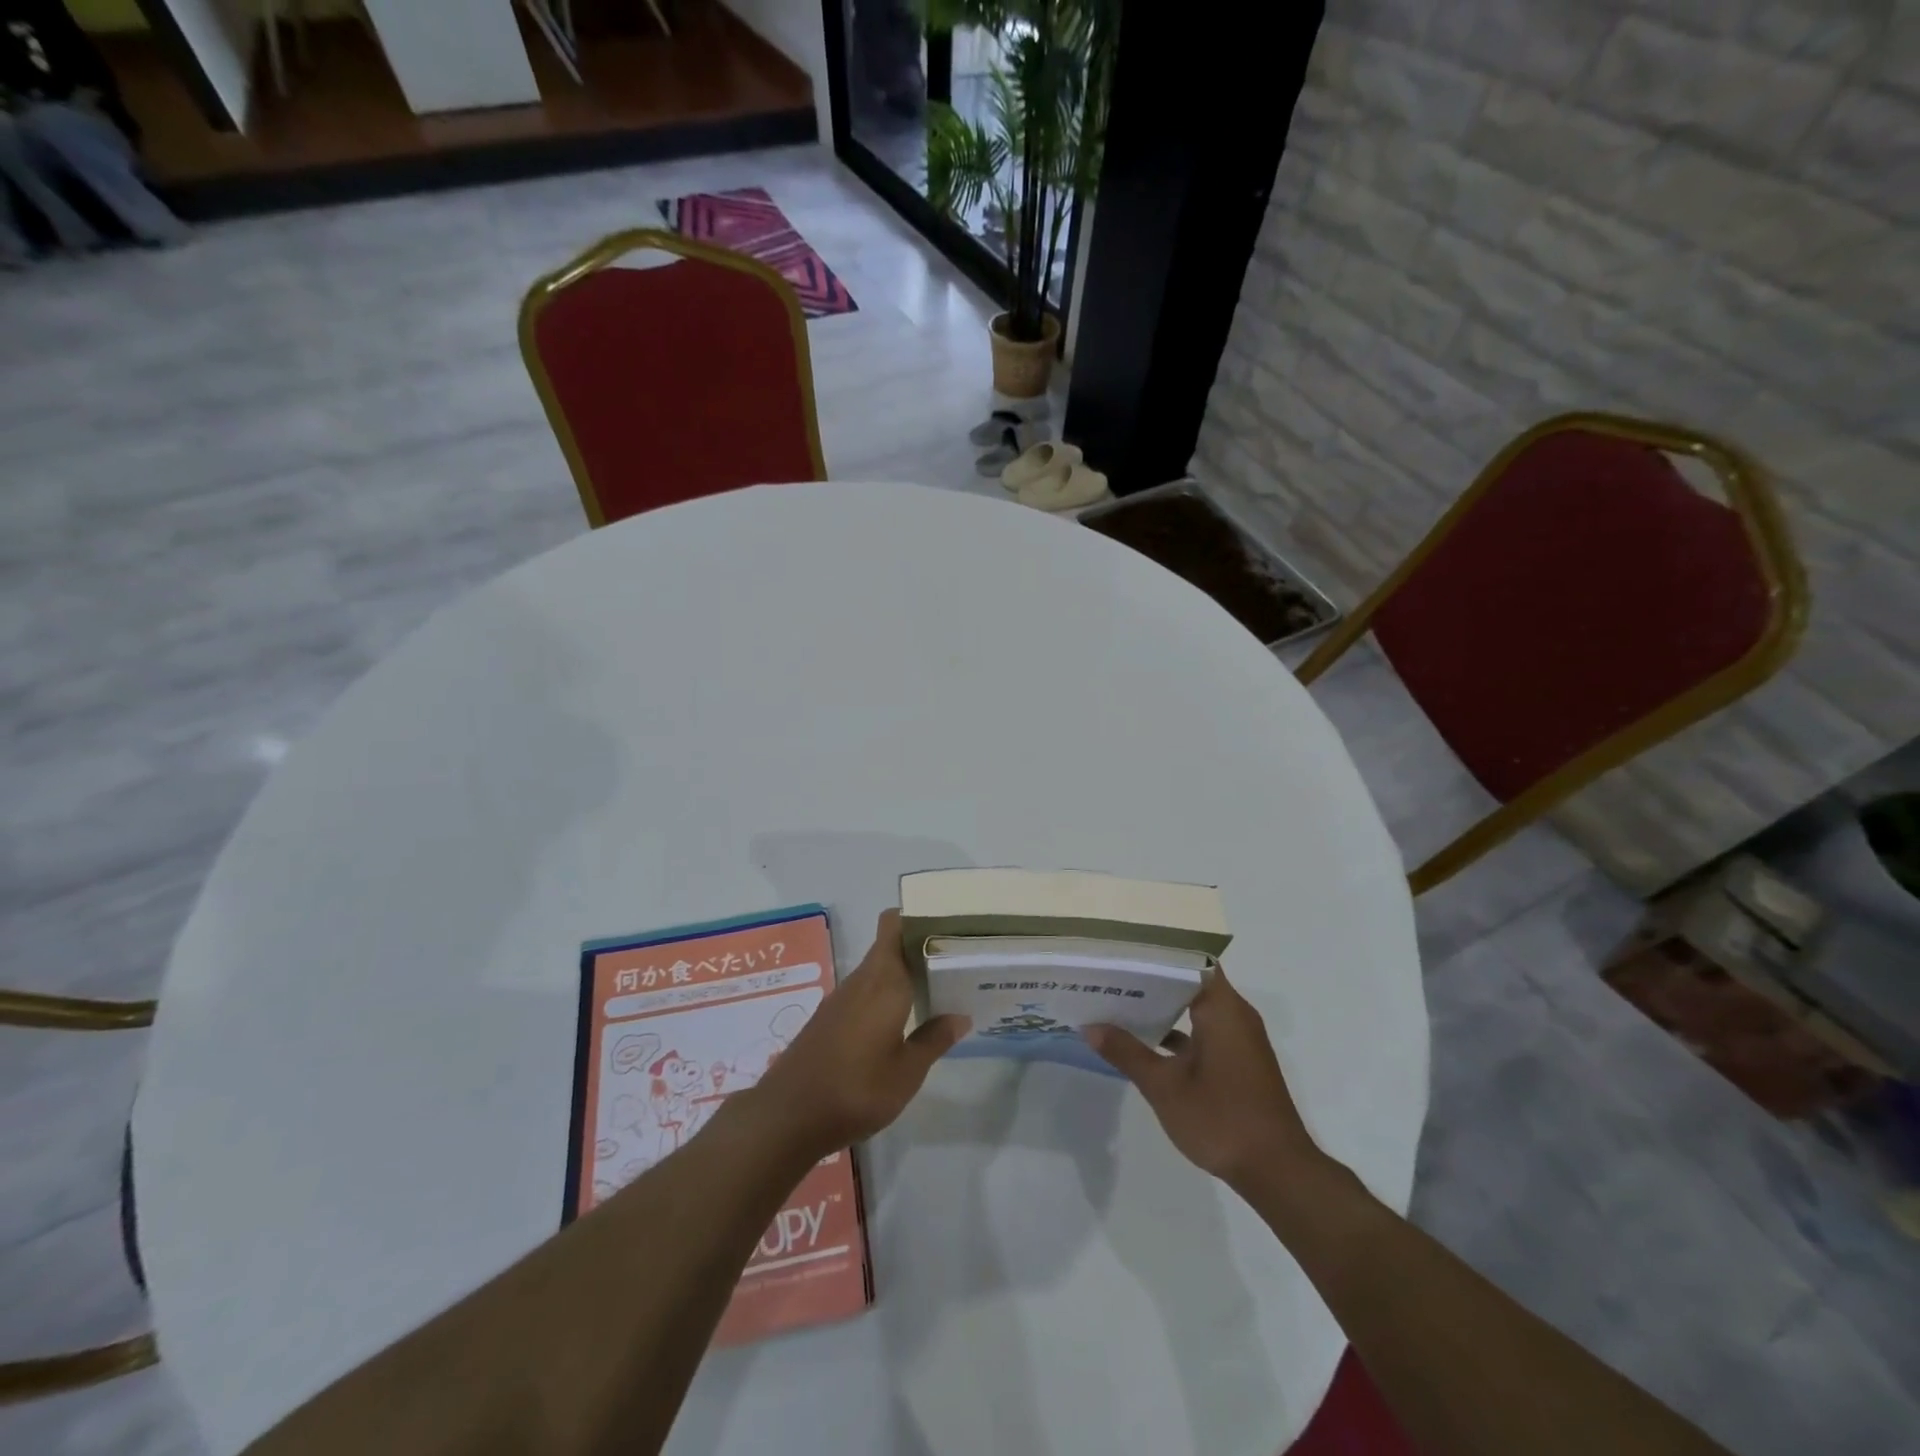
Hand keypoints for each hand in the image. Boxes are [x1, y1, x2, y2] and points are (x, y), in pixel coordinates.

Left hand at [750, 910, 967, 1158]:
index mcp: (884, 980)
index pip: (895, 924)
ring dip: (903, 974)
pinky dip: (885, 996)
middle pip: (890, 945)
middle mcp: (862, 980)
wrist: (787, 1116)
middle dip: (919, 949)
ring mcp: (841, 998)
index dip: (918, 918)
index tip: (948, 928)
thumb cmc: (856, 1089)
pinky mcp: (828, 1018)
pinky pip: (864, 992)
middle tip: (954, 963)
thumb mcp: (907, 1072)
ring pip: (877, 970)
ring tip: (936, 989)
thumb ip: (934, 1039)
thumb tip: (960, 1016)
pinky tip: (901, 1020)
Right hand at [1084, 967, 1324, 1193]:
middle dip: (1152, 978)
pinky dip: (1178, 1030)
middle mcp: (1235, 1014)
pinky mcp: (1239, 1060)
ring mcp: (1239, 1038)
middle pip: (1191, 980)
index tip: (1123, 949)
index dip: (1157, 952)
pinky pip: (1204, 1029)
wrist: (1277, 1172)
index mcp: (1222, 1008)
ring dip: (1164, 1005)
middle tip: (1111, 972)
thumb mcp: (1165, 1086)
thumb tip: (1090, 1026)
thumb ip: (1127, 1052)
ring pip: (1197, 1006)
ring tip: (1121, 1000)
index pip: (1190, 959)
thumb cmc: (1221, 1118)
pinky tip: (1146, 1040)